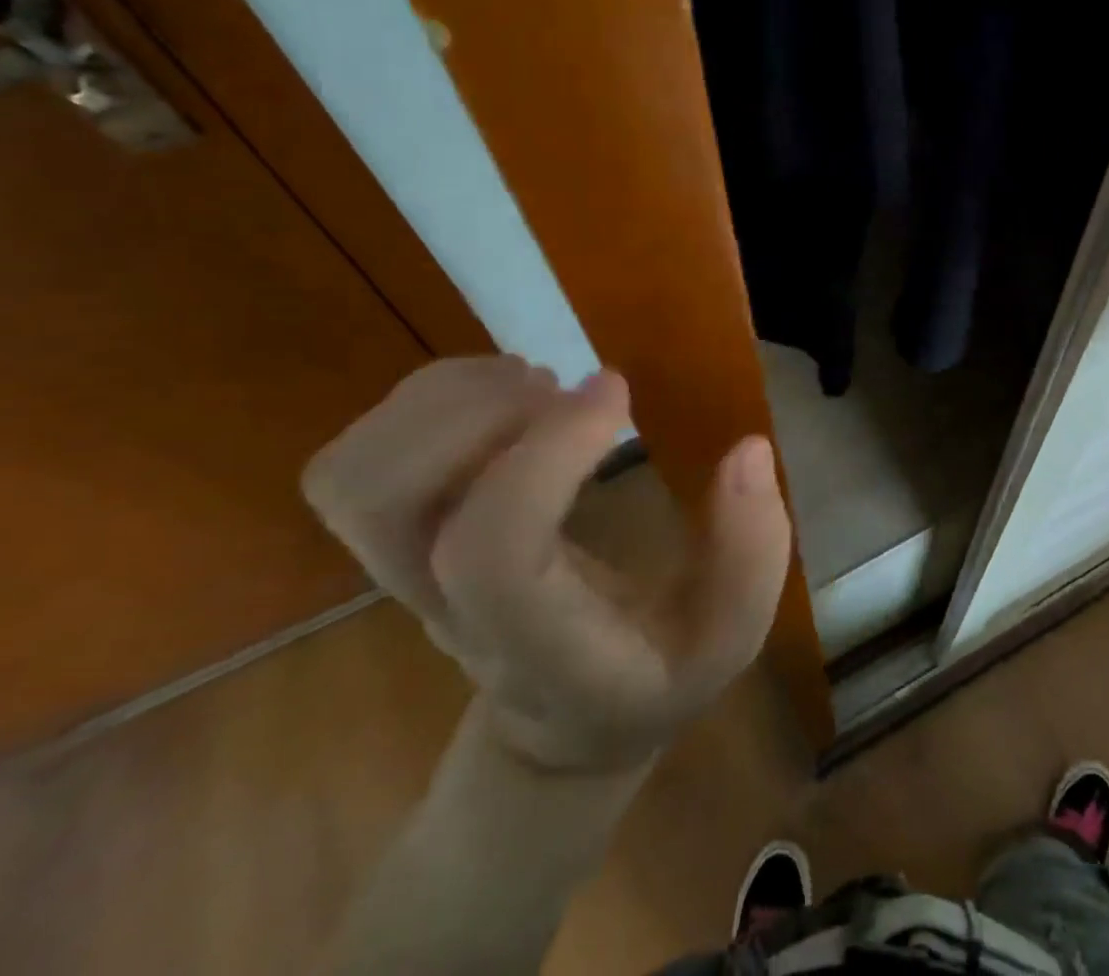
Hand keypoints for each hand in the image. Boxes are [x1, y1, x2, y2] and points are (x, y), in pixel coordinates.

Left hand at [302, 358, 790, 772]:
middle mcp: (447, 607)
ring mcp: (406, 573)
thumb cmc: (652, 673)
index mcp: (536, 643)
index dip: (546, 451)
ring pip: (356, 472)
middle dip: (475, 414)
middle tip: (561, 389)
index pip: (493, 549)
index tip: (616, 390)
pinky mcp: (399, 537)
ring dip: (446, 399)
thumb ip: (752, 555)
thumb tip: (747, 450)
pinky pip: (365, 453)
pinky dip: (432, 399)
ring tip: (533, 386)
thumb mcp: (729, 636)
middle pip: (384, 499)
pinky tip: (509, 398)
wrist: (562, 723)